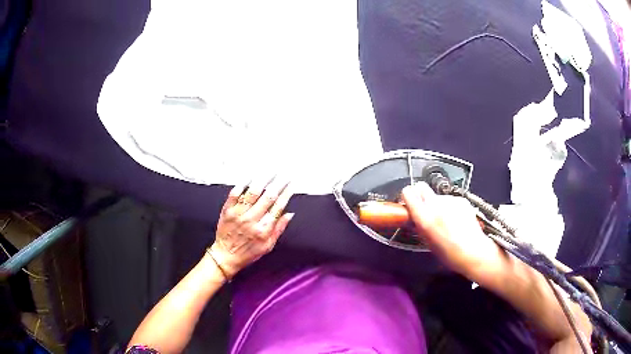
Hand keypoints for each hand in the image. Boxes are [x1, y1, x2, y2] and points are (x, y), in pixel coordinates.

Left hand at [208, 177, 293, 278]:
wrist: (225, 256)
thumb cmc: (248, 253)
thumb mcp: (268, 246)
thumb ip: (279, 229)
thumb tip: (289, 214)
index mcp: (264, 229)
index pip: (278, 207)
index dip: (287, 193)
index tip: (292, 184)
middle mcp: (252, 220)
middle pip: (268, 196)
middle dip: (279, 183)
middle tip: (285, 173)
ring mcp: (239, 213)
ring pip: (253, 192)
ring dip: (263, 179)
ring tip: (271, 170)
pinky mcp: (227, 210)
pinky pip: (235, 193)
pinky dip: (243, 183)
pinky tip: (250, 175)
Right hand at [401, 183, 508, 285]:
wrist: (475, 252)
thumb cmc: (449, 254)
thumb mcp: (427, 243)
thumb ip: (419, 225)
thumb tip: (412, 216)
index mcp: (425, 218)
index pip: (408, 192)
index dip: (407, 197)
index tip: (408, 205)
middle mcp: (437, 204)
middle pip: (421, 186)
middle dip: (419, 195)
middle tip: (423, 208)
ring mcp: (450, 200)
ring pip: (437, 195)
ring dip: (437, 204)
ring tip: (445, 220)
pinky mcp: (462, 200)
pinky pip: (450, 200)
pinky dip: (450, 207)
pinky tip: (456, 219)